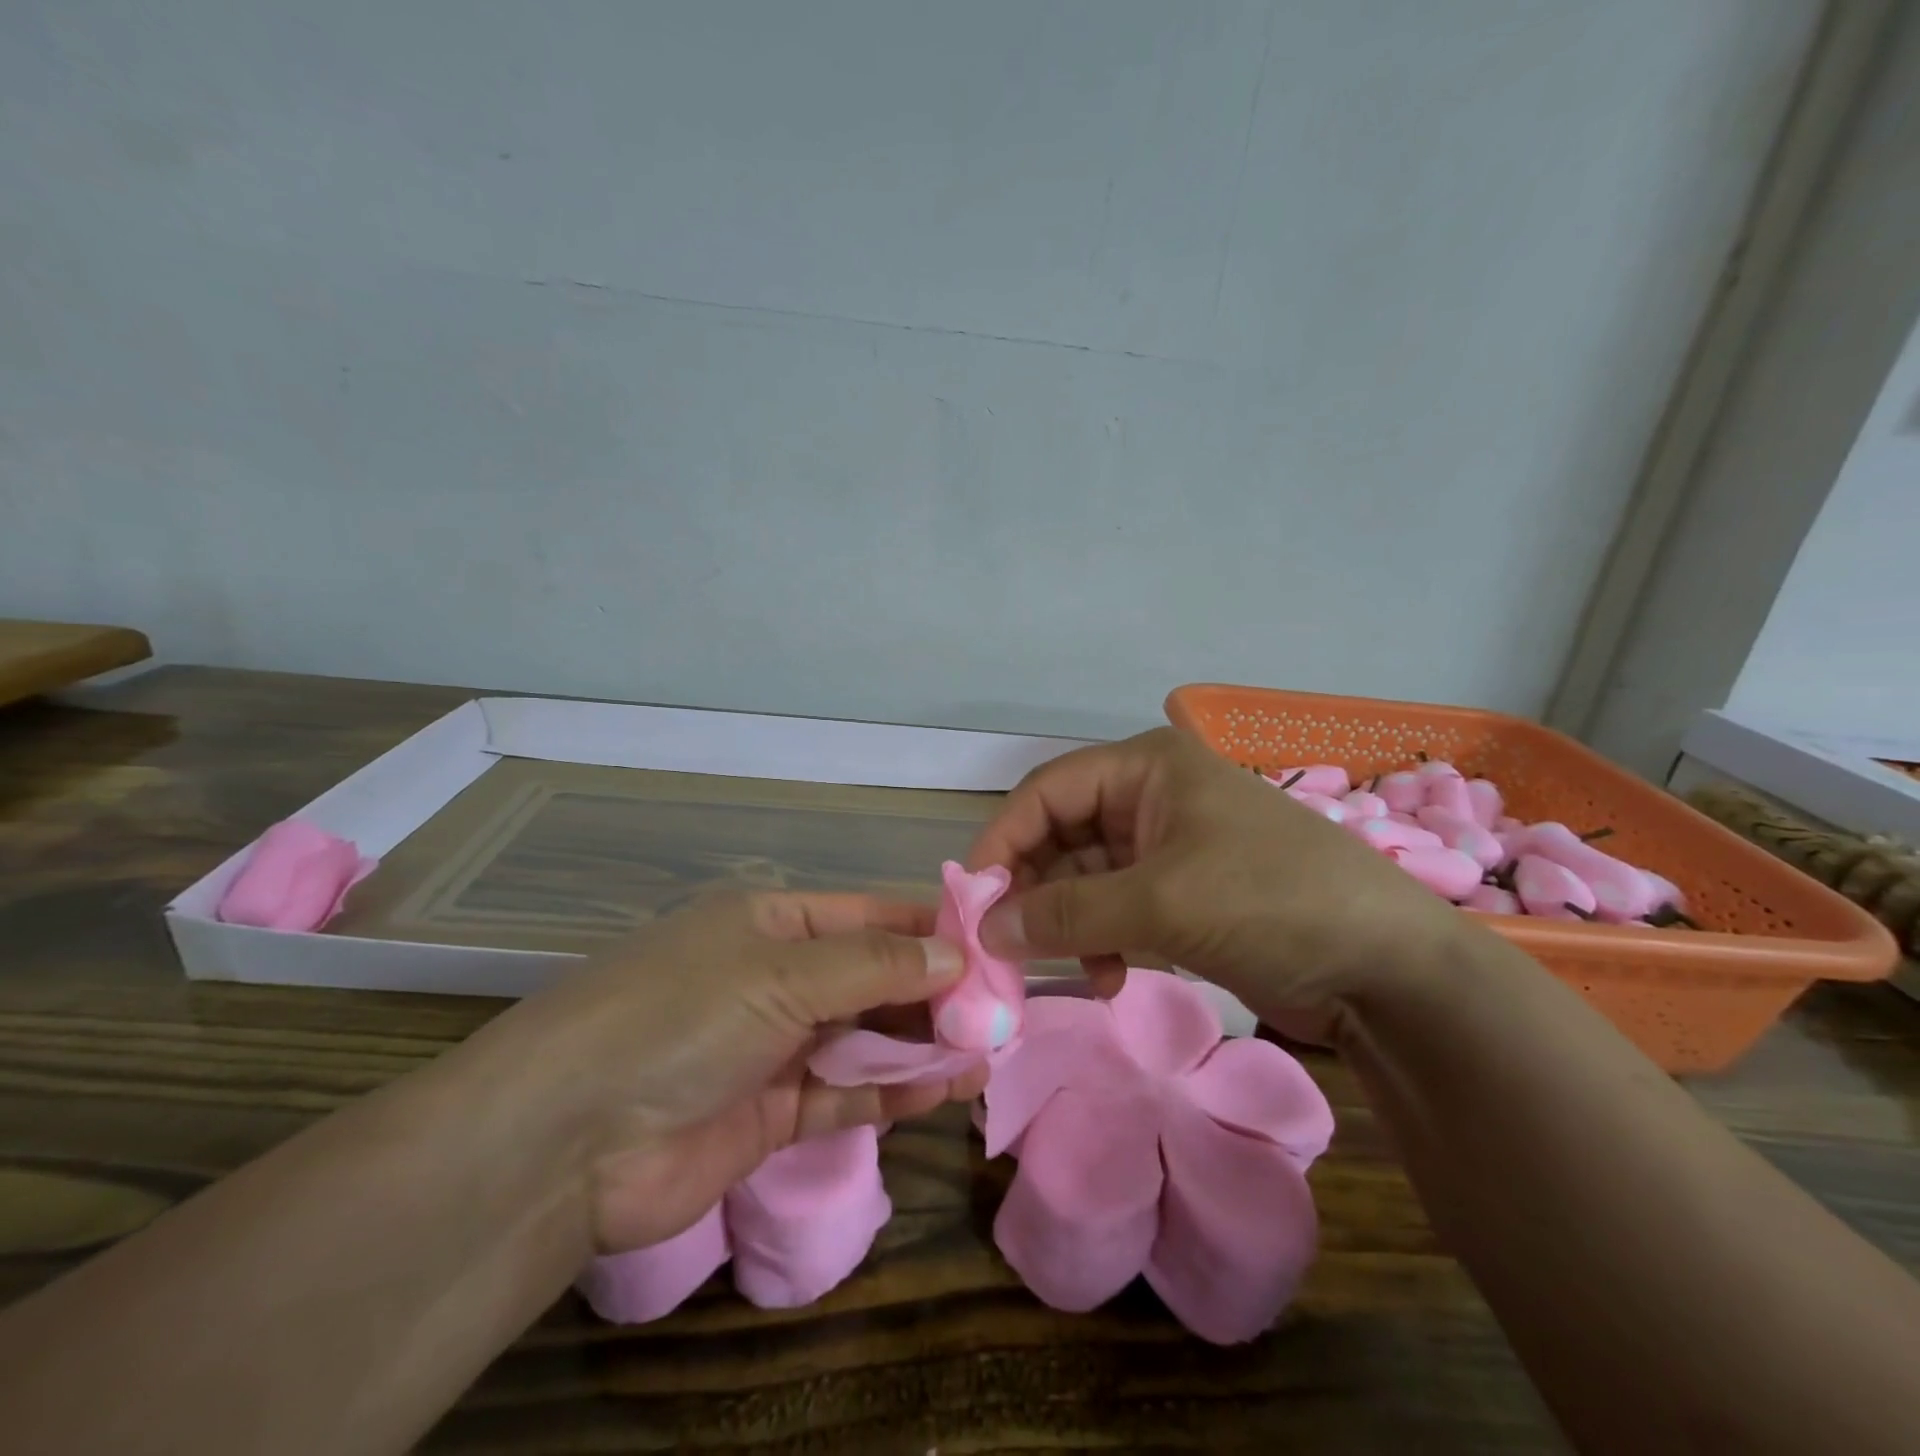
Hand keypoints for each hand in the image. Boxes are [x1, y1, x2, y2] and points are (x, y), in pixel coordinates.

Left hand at [490, 891, 988, 1254]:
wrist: (568, 1139)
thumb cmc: (683, 1016)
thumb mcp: (782, 971)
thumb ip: (874, 965)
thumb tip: (954, 955)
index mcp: (772, 922)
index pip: (868, 915)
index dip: (927, 928)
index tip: (989, 945)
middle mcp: (776, 978)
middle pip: (872, 978)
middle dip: (933, 993)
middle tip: (1000, 1009)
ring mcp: (774, 1047)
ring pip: (865, 1039)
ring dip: (922, 1044)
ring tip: (987, 1052)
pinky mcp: (771, 1114)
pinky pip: (845, 1095)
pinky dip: (893, 1093)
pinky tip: (945, 1090)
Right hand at [967, 728, 1481, 1026]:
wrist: (1389, 969)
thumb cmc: (1272, 902)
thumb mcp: (1161, 902)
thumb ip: (1067, 913)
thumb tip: (987, 929)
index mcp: (1146, 768)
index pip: (1047, 791)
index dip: (1004, 840)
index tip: (974, 898)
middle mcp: (1151, 796)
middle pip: (1062, 835)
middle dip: (1035, 890)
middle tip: (1007, 946)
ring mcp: (1169, 847)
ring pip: (1086, 878)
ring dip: (1068, 924)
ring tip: (1062, 969)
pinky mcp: (1184, 894)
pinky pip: (1117, 909)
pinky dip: (1102, 942)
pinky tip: (1109, 980)